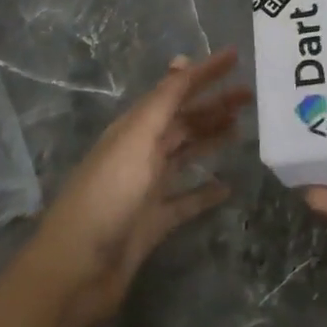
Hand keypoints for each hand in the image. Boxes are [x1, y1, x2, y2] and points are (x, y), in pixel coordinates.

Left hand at [20, 48, 249, 326]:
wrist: (77, 270)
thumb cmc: (108, 196)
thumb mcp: (136, 140)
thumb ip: (162, 102)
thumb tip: (183, 61)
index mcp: (134, 127)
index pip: (174, 90)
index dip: (204, 72)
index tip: (235, 56)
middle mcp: (140, 151)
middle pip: (183, 120)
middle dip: (213, 104)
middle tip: (250, 95)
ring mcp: (146, 188)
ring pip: (186, 154)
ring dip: (211, 138)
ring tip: (242, 129)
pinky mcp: (153, 222)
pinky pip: (186, 200)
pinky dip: (205, 192)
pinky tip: (228, 187)